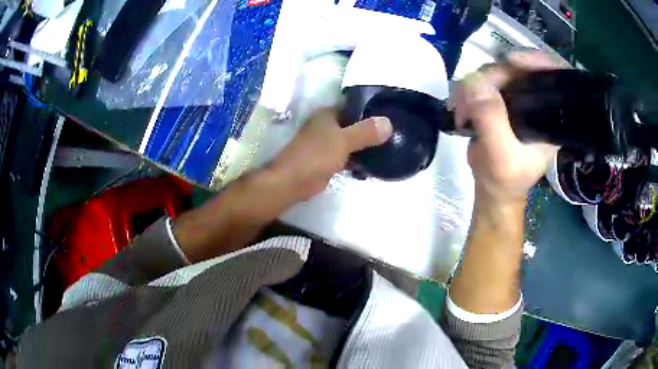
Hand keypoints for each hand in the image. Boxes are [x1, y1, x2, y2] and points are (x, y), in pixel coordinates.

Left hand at [269, 108, 392, 200]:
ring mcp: (324, 144)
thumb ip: (365, 132)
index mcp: (326, 115)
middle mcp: (324, 126)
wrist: (292, 183)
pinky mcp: (324, 160)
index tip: (390, 117)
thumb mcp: (344, 141)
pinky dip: (356, 160)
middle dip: (369, 131)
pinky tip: (371, 165)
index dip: (370, 111)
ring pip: (349, 141)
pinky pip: (345, 156)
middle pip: (352, 125)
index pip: (352, 107)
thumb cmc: (316, 157)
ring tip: (386, 149)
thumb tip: (388, 122)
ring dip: (363, 146)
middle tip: (392, 135)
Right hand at [450, 51, 568, 204]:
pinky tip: (461, 107)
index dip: (538, 61)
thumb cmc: (505, 178)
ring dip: (474, 85)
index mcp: (551, 116)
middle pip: (519, 69)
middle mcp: (537, 101)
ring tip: (462, 110)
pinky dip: (467, 90)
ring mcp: (518, 97)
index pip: (554, 77)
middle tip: (471, 94)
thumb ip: (491, 120)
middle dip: (493, 77)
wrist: (492, 186)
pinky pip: (483, 81)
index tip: (513, 60)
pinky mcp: (500, 97)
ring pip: (497, 72)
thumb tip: (475, 82)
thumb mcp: (500, 155)